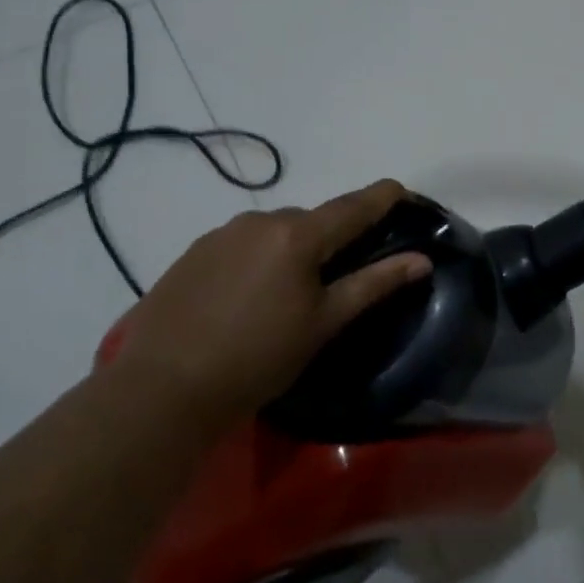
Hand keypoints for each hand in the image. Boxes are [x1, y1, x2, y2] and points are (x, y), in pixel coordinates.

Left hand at [120, 180, 431, 418]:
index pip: (355, 204)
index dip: (385, 196)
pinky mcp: (193, 252)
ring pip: (276, 231)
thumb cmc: (258, 357)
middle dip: (335, 237)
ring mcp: (221, 233)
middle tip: (344, 273)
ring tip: (292, 294)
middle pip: (314, 219)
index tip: (406, 193)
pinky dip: (260, 258)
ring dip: (294, 249)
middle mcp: (260, 219)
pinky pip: (243, 243)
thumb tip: (421, 260)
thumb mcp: (324, 323)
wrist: (161, 389)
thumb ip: (375, 284)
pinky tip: (250, 297)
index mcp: (297, 233)